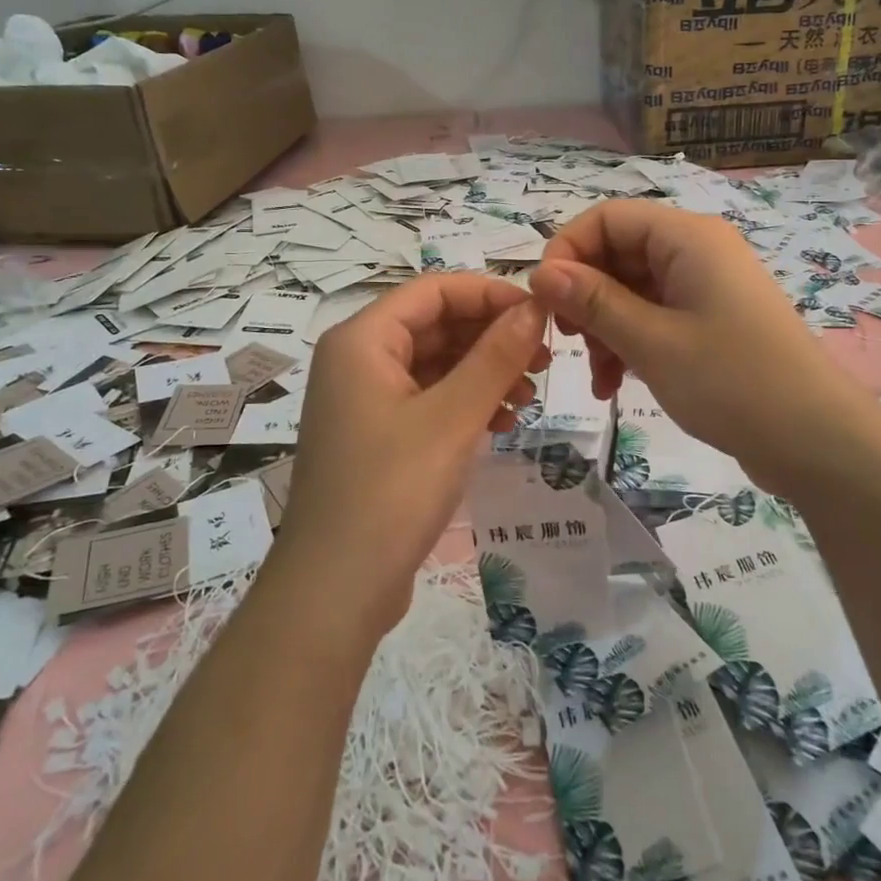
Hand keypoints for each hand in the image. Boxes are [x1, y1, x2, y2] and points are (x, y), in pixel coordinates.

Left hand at [275, 273, 548, 639]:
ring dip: (484, 372)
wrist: (336, 590)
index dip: (489, 294)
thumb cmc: (392, 491)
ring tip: (529, 396)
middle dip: (491, 337)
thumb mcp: (452, 417)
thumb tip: (534, 307)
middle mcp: (358, 360)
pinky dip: (466, 403)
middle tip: (545, 360)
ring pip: (435, 364)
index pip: (433, 290)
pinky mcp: (378, 436)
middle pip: (435, 325)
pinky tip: (502, 422)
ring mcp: (365, 401)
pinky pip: (428, 399)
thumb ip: (496, 356)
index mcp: (362, 340)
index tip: (540, 314)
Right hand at [529, 200, 852, 483]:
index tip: (544, 300)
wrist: (816, 441)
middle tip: (566, 342)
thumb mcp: (651, 341)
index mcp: (686, 238)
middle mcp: (696, 252)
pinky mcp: (711, 322)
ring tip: (597, 379)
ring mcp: (705, 288)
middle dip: (585, 298)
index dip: (568, 250)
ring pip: (632, 291)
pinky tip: (615, 386)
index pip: (608, 217)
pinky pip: (655, 317)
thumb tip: (540, 272)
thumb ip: (592, 302)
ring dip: (604, 329)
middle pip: (618, 254)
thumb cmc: (731, 381)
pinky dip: (630, 344)